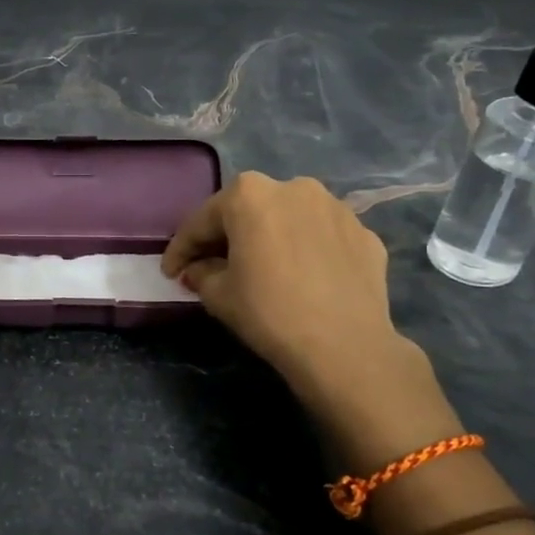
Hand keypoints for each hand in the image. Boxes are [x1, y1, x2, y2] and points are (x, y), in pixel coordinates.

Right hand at [161, 173, 457, 460]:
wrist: (344, 346)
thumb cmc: (269, 312)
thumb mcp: (218, 295)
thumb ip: (201, 272)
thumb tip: (200, 268)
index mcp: (249, 195)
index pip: (202, 220)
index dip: (181, 248)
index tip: (170, 271)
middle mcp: (293, 187)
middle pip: (248, 211)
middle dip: (228, 236)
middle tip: (212, 266)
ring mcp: (334, 207)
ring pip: (289, 219)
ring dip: (271, 238)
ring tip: (263, 269)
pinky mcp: (364, 233)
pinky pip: (322, 237)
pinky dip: (306, 251)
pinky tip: (302, 278)